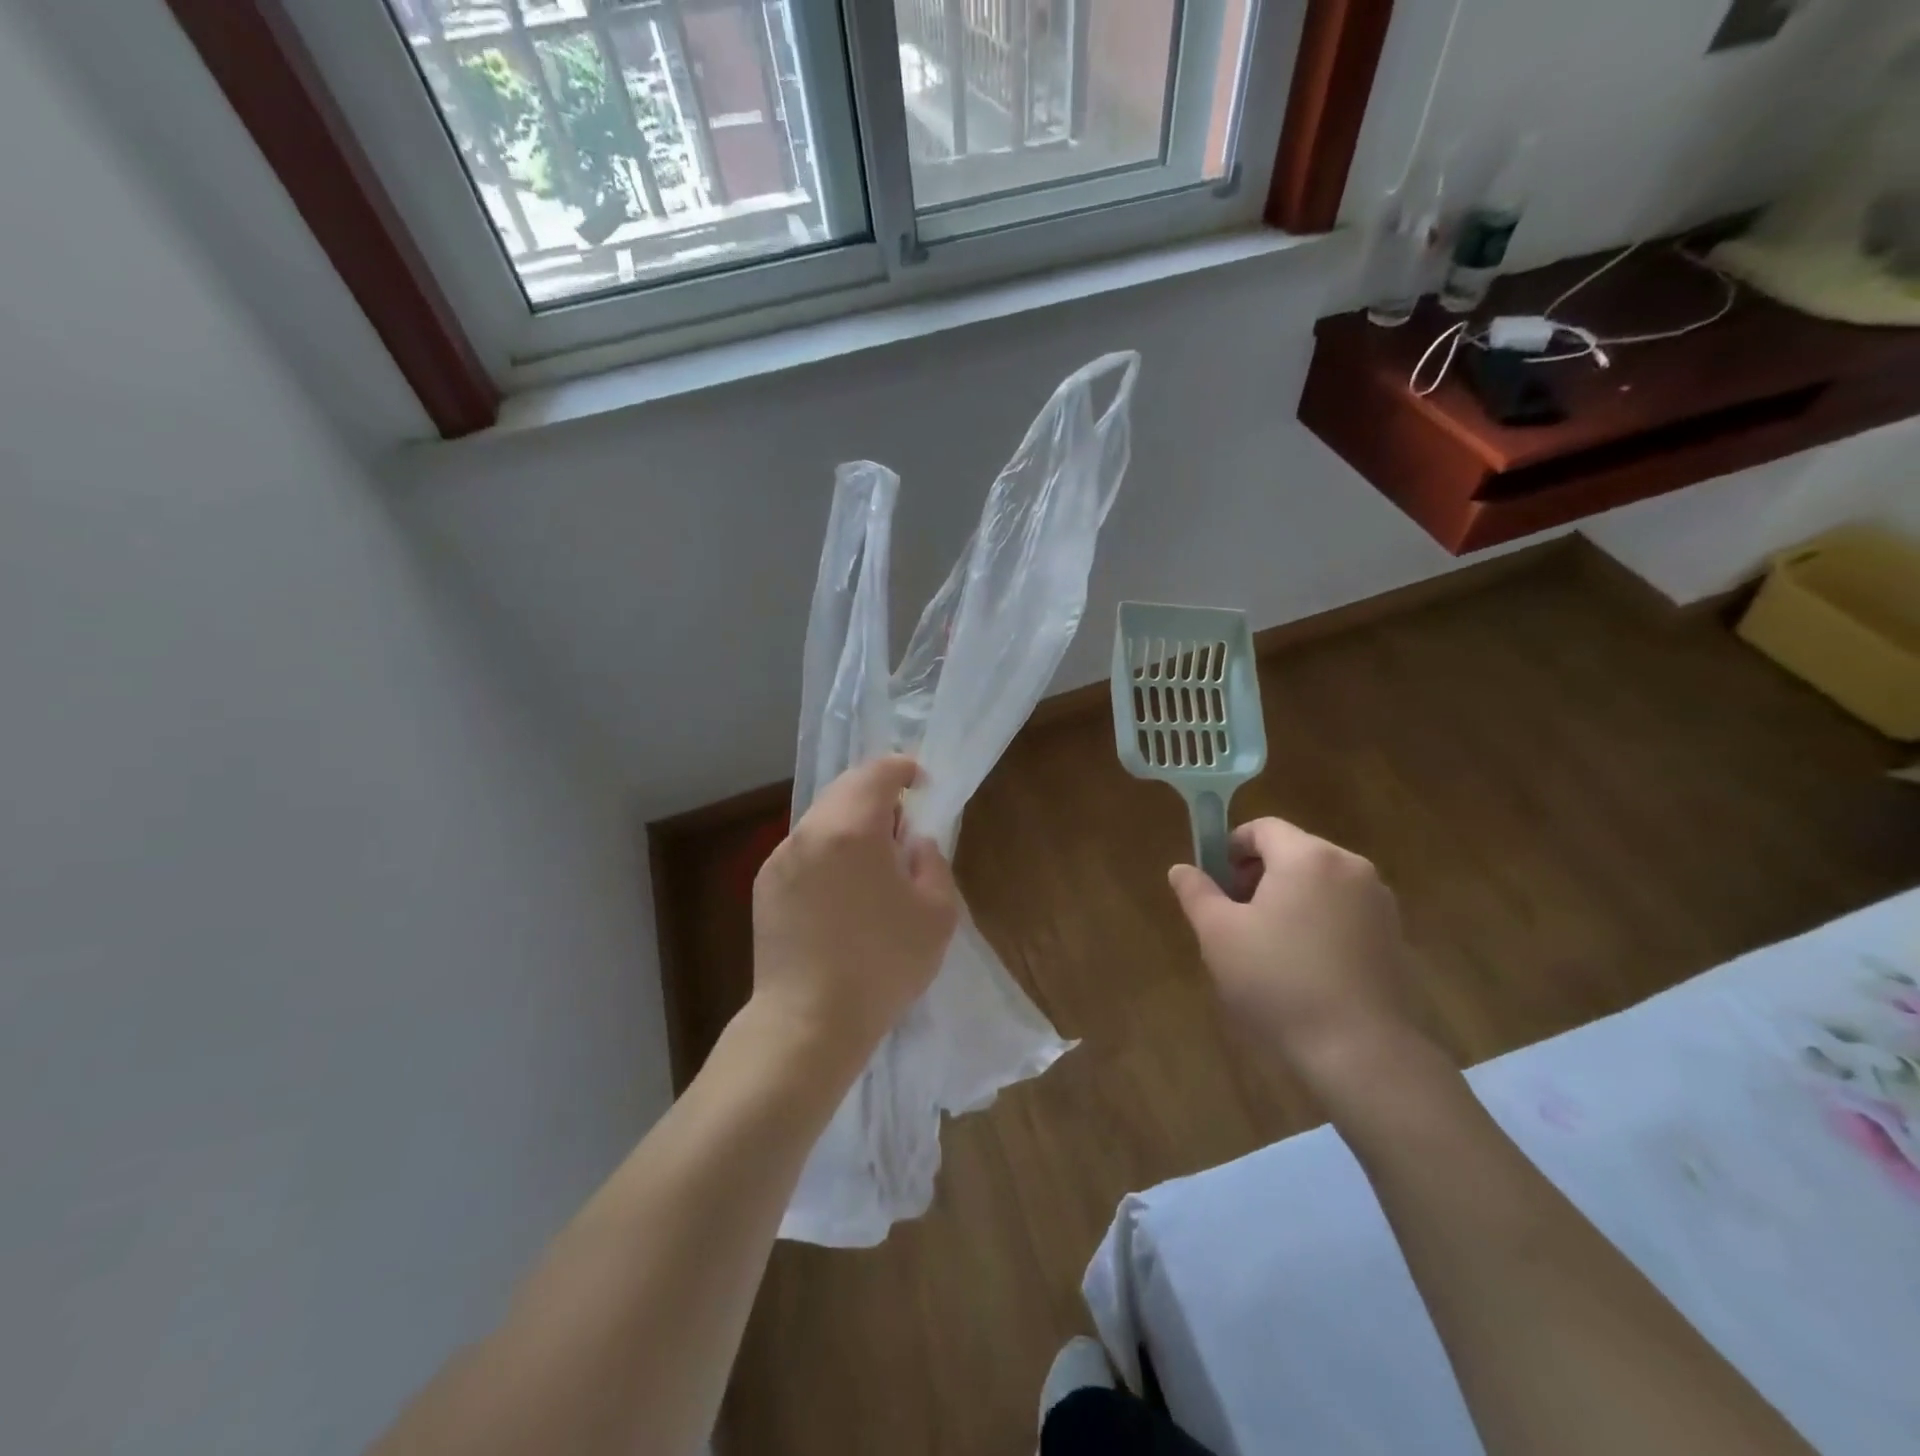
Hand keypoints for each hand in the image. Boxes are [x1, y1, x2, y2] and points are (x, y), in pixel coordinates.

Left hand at [751, 755, 959, 1068]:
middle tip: (903, 826)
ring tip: (874, 862)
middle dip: (878, 794)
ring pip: (822, 818)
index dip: (904, 769)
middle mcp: (809, 831)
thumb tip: (913, 843)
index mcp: (852, 828)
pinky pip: (804, 849)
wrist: (808, 1022)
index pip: (878, 772)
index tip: (923, 784)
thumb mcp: (937, 913)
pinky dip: (828, 850)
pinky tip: (842, 892)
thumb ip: (932, 861)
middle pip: (845, 789)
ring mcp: (780, 857)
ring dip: (851, 823)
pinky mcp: (765, 885)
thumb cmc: (882, 966)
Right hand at [1168, 817, 1420, 1077]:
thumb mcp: (1219, 935)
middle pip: (1293, 852)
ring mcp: (1380, 902)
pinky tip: (1304, 967)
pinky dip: (1318, 922)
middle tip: (1234, 917)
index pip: (1263, 828)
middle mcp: (1350, 867)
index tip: (1215, 884)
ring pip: (1319, 883)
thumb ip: (1197, 893)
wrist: (1362, 1052)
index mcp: (1308, 857)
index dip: (1231, 848)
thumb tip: (1181, 868)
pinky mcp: (1395, 937)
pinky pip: (1344, 911)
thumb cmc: (1278, 981)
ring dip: (1288, 899)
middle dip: (1258, 875)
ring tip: (1267, 946)